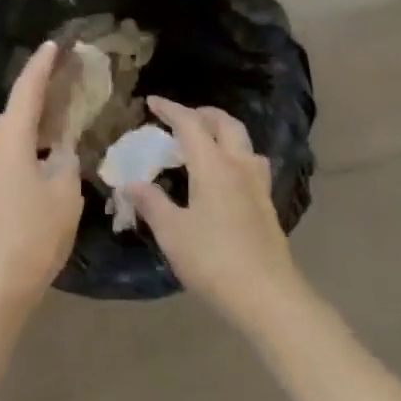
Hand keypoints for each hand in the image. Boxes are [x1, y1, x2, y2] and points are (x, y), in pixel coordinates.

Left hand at [0, 42, 84, 313]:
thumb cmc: (32, 236)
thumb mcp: (63, 196)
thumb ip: (64, 162)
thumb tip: (59, 150)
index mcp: (8, 139)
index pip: (26, 90)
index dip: (42, 66)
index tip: (55, 45)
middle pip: (13, 112)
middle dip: (37, 97)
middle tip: (64, 89)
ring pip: (5, 136)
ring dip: (28, 127)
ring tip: (55, 126)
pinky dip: (19, 149)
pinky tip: (36, 163)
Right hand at [127, 97, 301, 330]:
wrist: (269, 298)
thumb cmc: (214, 261)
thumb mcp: (172, 232)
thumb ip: (151, 203)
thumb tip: (131, 183)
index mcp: (213, 166)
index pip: (190, 124)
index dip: (170, 109)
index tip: (151, 102)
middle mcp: (239, 167)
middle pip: (225, 124)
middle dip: (202, 114)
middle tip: (180, 119)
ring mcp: (258, 186)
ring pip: (243, 143)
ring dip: (222, 133)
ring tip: (203, 144)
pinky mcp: (267, 207)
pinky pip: (250, 165)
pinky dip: (233, 156)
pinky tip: (223, 178)